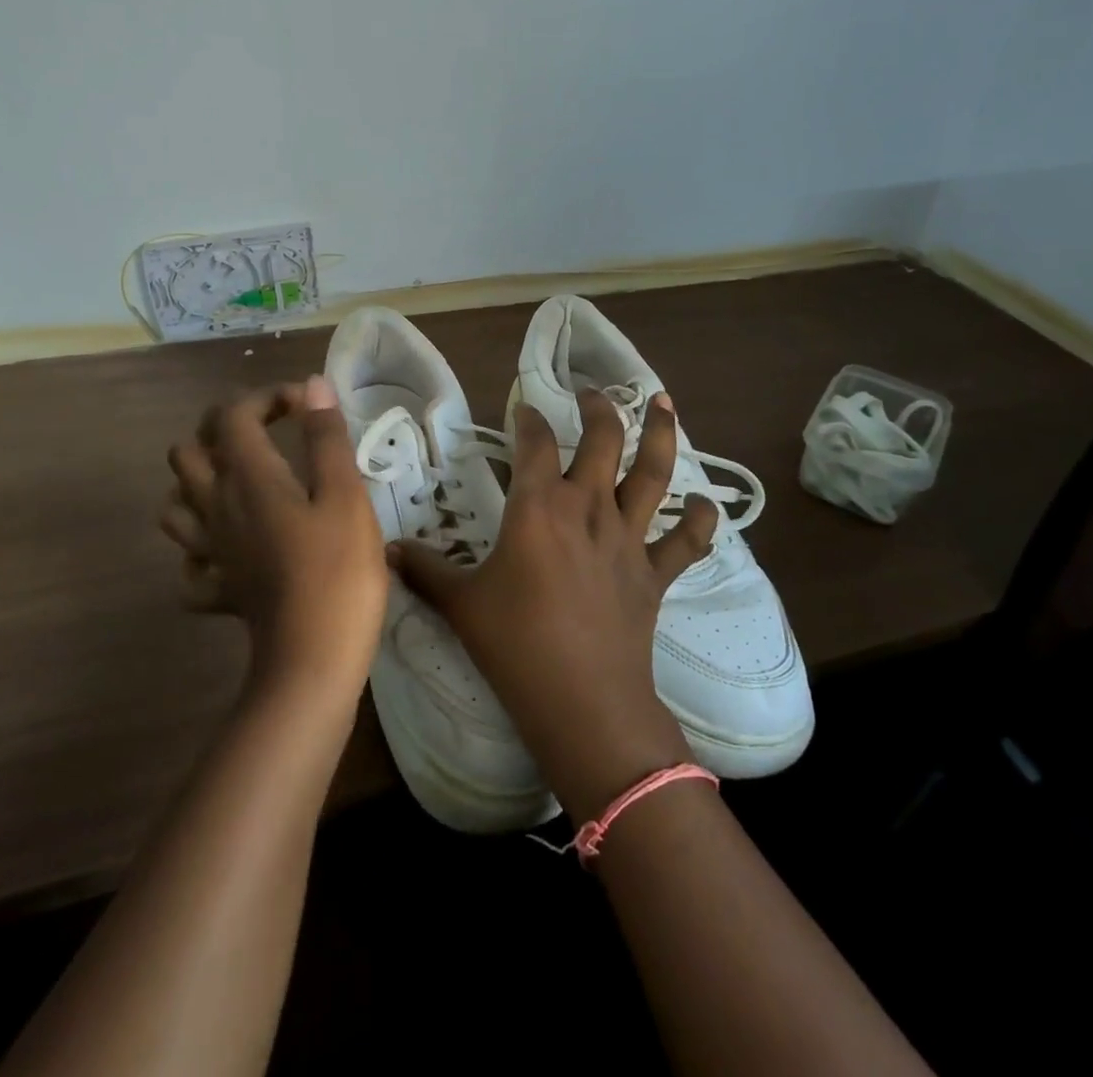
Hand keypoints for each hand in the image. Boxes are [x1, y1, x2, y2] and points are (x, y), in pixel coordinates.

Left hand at [161, 377, 385, 708]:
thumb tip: (314, 385)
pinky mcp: (219, 588)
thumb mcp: (344, 495)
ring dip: (199, 483)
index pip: (233, 415)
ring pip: (175, 504)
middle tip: (266, 434)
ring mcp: (211, 552)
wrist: (313, 659)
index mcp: (247, 478)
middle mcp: (216, 507)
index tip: (306, 406)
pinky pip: (191, 563)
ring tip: (240, 482)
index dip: (266, 397)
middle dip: (222, 429)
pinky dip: (202, 548)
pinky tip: (230, 549)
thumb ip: (326, 437)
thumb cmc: (338, 570)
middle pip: (187, 452)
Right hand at [389, 389, 717, 820]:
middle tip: (591, 392)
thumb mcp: (460, 605)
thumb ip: (424, 571)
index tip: (522, 406)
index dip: (528, 418)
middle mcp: (588, 508)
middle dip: (598, 408)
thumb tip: (385, 549)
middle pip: (602, 440)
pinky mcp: (655, 573)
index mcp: (539, 507)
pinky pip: (686, 541)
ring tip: (663, 402)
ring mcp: (628, 538)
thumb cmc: (515, 644)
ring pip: (654, 473)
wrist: (582, 700)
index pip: (535, 443)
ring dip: (660, 434)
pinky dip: (700, 520)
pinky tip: (706, 504)